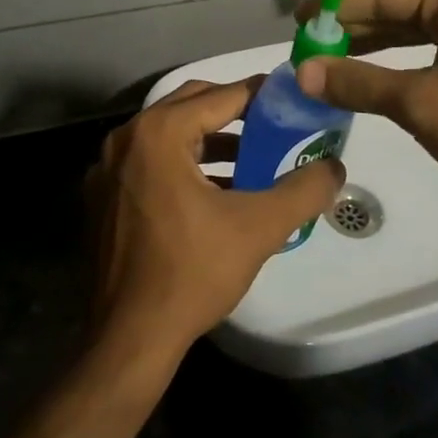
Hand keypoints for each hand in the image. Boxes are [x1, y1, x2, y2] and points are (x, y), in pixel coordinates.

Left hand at [84, 78, 344, 367]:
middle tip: (272, 125)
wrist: (127, 342)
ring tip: (250, 159)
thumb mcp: (259, 228)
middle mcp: (127, 138)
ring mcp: (107, 168)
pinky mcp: (101, 196)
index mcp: (159, 133)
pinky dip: (181, 163)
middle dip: (234, 111)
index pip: (222, 95)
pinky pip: (148, 160)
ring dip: (209, 139)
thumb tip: (336, 167)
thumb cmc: (191, 274)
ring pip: (168, 133)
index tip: (292, 100)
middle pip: (191, 104)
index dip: (261, 95)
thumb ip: (303, 190)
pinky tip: (212, 192)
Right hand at [296, 0, 437, 236]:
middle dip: (350, 28)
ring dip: (369, 48)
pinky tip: (366, 81)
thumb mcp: (420, 103)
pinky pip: (426, 57)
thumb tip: (303, 72)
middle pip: (395, 10)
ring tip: (326, 62)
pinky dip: (394, 67)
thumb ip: (359, 82)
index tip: (296, 21)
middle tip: (305, 45)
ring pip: (410, 34)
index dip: (335, 6)